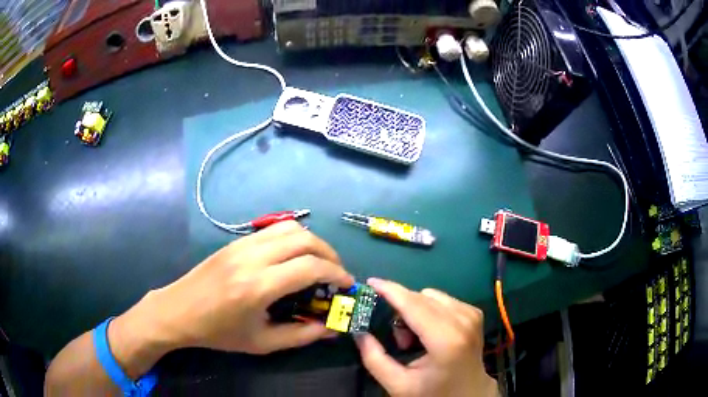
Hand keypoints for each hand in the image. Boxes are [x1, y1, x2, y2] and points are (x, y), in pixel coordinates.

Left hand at [114, 221, 353, 360]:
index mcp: (258, 286)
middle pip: (304, 238)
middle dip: (330, 253)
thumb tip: (331, 328)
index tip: (347, 284)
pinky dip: (293, 238)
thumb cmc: (218, 332)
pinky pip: (273, 229)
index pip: (309, 267)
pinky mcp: (235, 241)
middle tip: (336, 272)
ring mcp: (242, 244)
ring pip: (289, 227)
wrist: (178, 310)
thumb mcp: (261, 343)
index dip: (336, 273)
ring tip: (318, 262)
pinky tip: (293, 257)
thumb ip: (300, 336)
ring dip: (312, 242)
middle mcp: (252, 257)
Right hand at [355, 279, 496, 396]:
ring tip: (414, 339)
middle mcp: (463, 320)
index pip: (413, 305)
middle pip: (421, 297)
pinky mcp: (474, 313)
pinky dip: (428, 311)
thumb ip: (374, 358)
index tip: (369, 283)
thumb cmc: (434, 392)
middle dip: (400, 309)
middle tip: (396, 337)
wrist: (469, 393)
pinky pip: (442, 300)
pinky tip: (428, 332)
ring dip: (414, 311)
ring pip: (431, 296)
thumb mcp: (398, 384)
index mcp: (446, 339)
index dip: (390, 291)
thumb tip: (359, 332)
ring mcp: (471, 314)